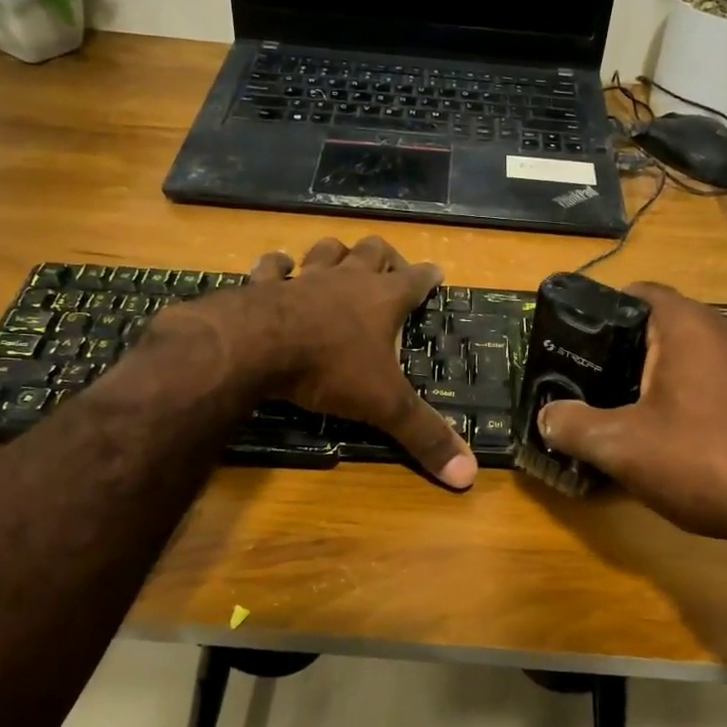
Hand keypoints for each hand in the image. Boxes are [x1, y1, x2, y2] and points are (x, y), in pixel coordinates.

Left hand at [210, 236, 476, 489]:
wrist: (256, 347)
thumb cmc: (330, 369)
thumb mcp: (385, 406)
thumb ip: (425, 435)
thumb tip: (470, 474)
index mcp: (383, 300)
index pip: (416, 279)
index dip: (429, 276)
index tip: (437, 272)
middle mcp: (346, 280)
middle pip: (372, 252)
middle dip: (385, 256)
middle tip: (390, 267)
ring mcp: (303, 279)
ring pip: (326, 251)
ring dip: (336, 253)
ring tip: (340, 260)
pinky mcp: (263, 285)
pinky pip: (272, 267)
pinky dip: (277, 267)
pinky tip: (278, 268)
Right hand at [537, 283, 726, 567]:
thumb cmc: (705, 461)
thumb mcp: (623, 447)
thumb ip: (574, 425)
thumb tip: (546, 416)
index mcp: (690, 324)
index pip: (637, 292)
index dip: (601, 312)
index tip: (577, 343)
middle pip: (665, 326)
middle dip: (629, 352)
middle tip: (597, 385)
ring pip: (696, 356)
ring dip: (664, 378)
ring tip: (634, 413)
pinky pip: (723, 381)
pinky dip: (697, 396)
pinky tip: (686, 438)